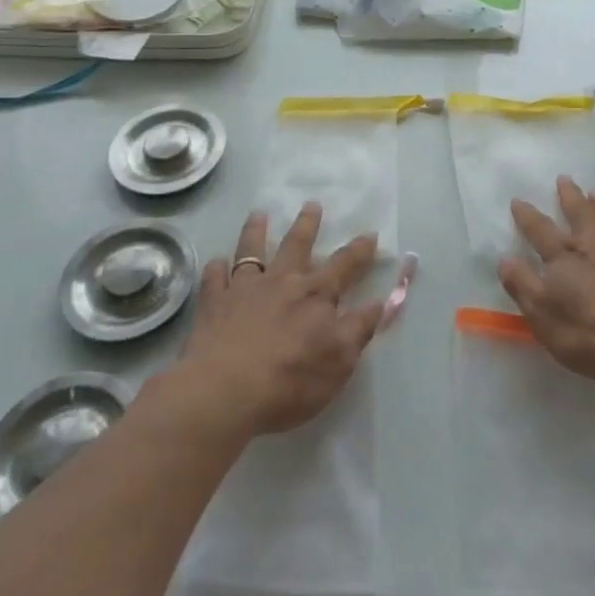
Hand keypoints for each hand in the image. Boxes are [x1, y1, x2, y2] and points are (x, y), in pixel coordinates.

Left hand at [177, 203, 382, 437]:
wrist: (225, 391)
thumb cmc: (291, 380)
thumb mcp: (340, 360)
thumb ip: (360, 328)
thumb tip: (381, 302)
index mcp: (316, 295)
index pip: (344, 266)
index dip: (359, 250)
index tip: (369, 234)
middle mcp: (282, 281)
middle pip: (297, 245)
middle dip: (307, 224)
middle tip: (311, 204)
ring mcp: (244, 289)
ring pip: (252, 251)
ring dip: (257, 231)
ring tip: (259, 215)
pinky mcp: (213, 304)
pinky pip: (214, 278)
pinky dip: (216, 268)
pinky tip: (216, 263)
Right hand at [498, 178, 594, 392]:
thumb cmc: (590, 333)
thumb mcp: (543, 317)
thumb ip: (523, 285)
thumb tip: (505, 259)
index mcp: (563, 256)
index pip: (540, 229)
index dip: (527, 215)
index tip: (518, 200)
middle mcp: (592, 243)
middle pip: (578, 211)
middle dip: (568, 195)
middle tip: (564, 179)